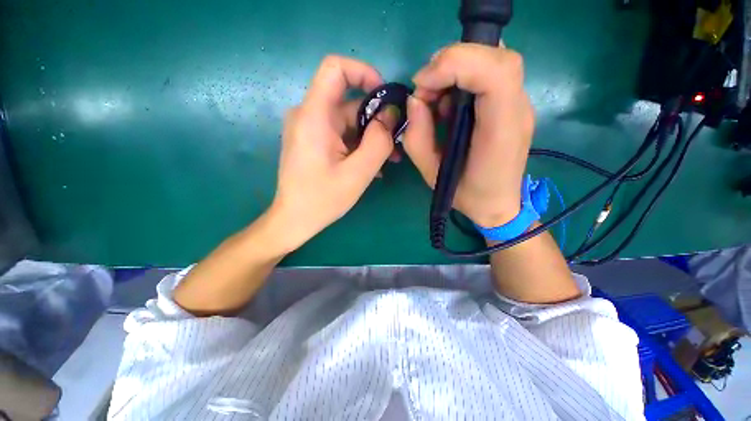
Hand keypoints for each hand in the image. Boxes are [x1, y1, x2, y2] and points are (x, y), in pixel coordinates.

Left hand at [269, 56, 394, 252]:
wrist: (295, 219)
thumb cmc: (322, 200)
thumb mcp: (358, 173)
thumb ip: (378, 142)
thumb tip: (390, 116)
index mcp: (314, 117)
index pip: (335, 69)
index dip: (364, 73)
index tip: (385, 98)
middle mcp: (308, 115)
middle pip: (349, 102)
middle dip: (376, 120)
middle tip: (395, 144)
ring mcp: (310, 129)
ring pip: (348, 121)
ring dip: (370, 137)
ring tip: (389, 159)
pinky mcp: (314, 141)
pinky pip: (341, 135)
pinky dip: (359, 145)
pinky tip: (372, 165)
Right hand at [403, 43, 534, 227]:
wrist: (497, 204)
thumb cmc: (465, 194)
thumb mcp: (432, 174)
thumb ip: (418, 138)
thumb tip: (414, 101)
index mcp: (499, 131)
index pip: (494, 74)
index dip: (455, 65)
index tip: (422, 85)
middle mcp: (517, 110)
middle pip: (497, 57)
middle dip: (453, 62)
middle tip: (425, 88)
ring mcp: (519, 105)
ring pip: (495, 59)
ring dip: (457, 68)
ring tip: (435, 97)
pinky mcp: (512, 105)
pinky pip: (492, 73)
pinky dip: (465, 75)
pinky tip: (450, 102)